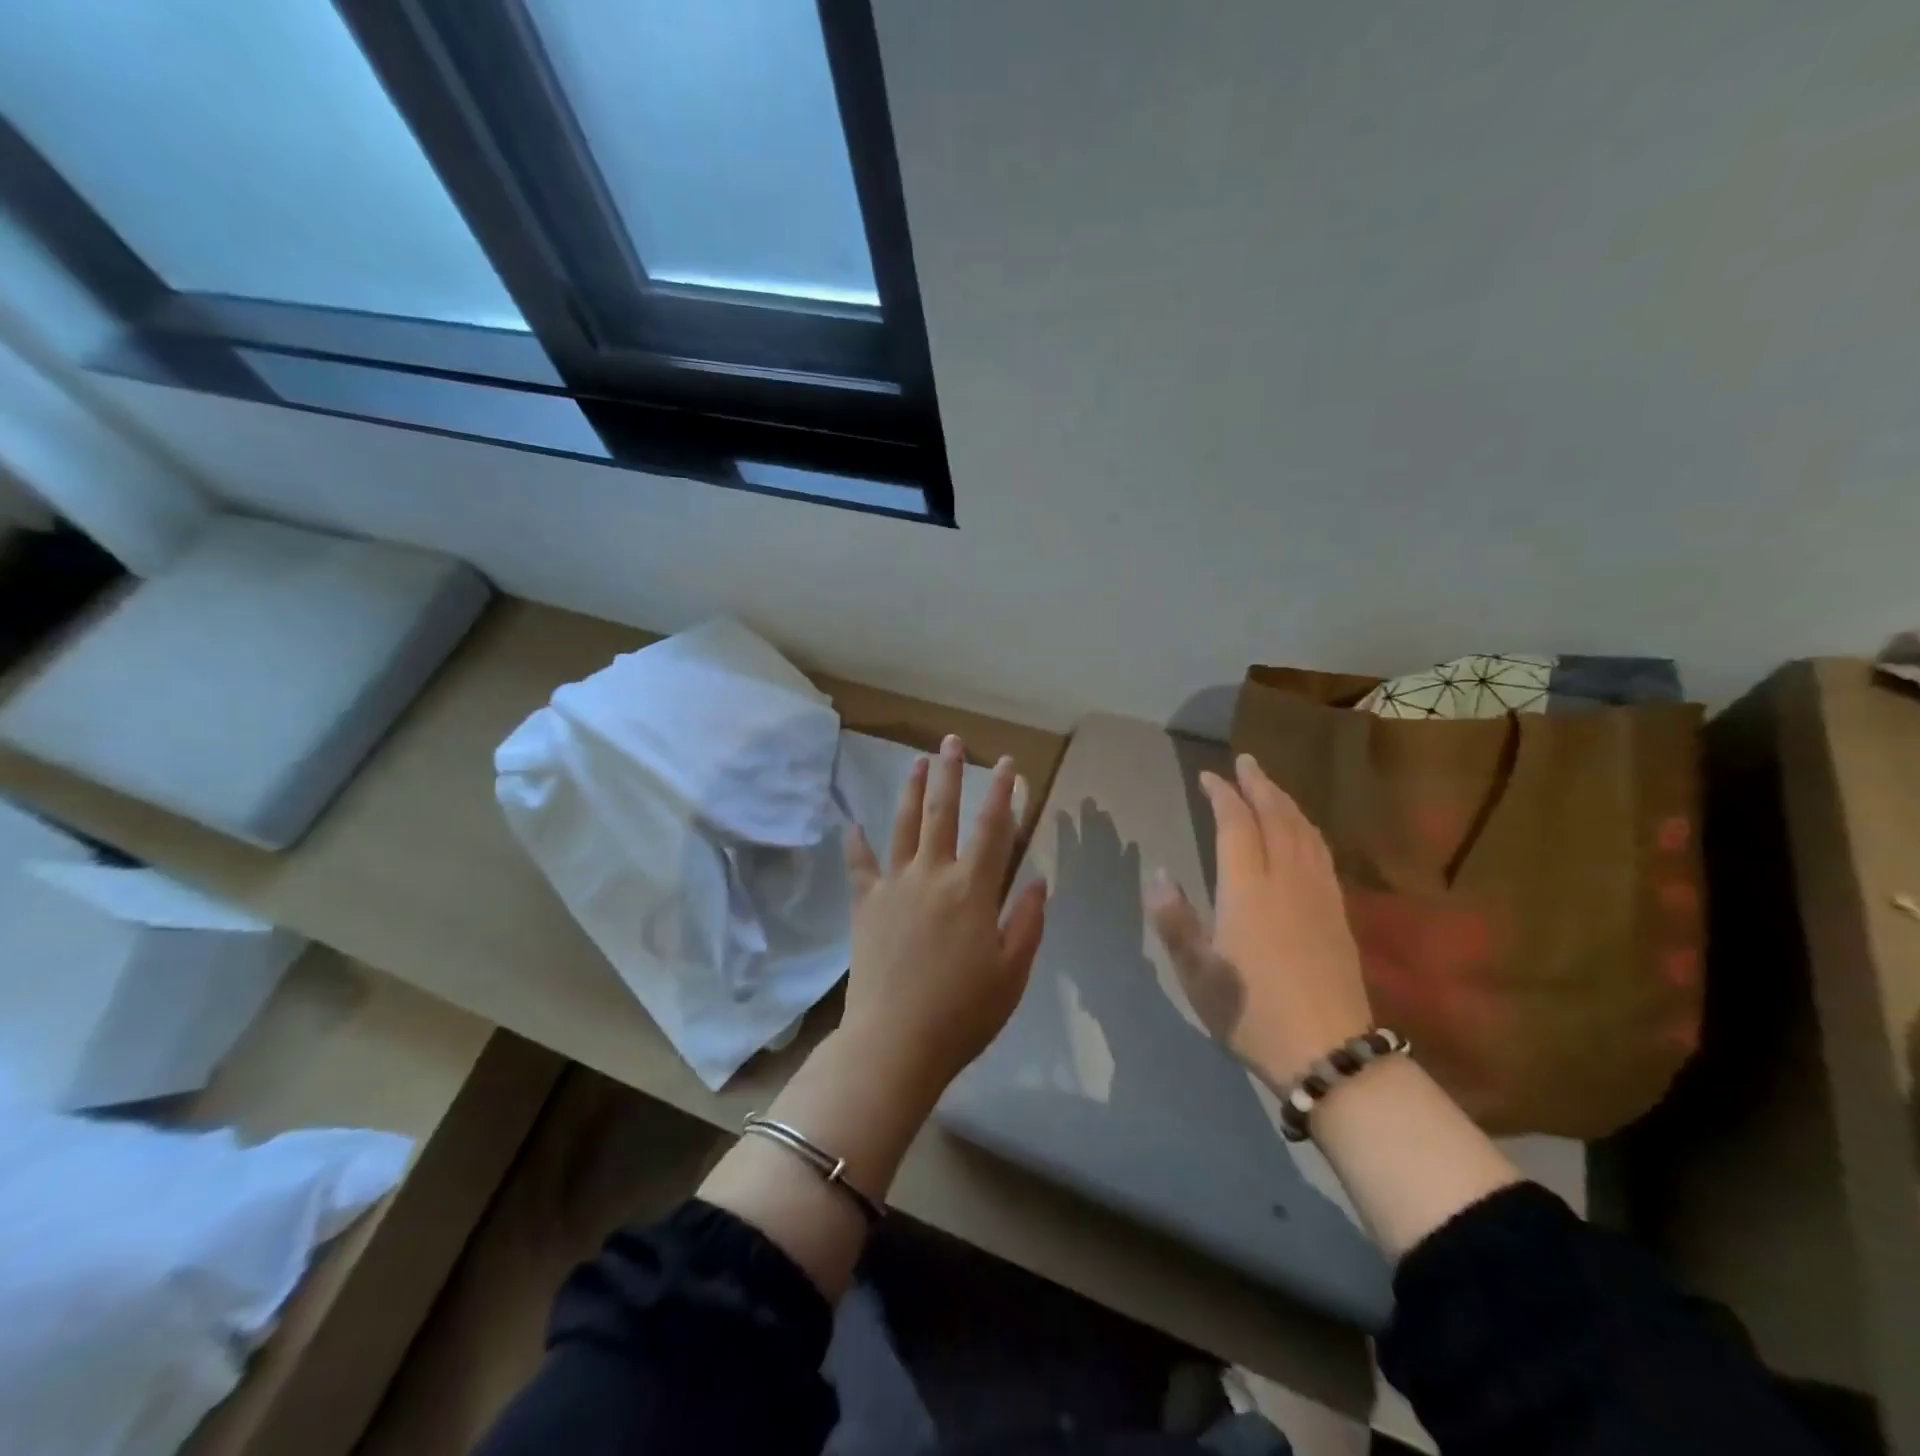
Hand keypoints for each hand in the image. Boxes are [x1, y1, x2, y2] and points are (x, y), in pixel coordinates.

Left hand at [840, 733, 1048, 1101]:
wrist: (895, 1043)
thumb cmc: (963, 1013)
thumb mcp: (1013, 972)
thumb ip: (1028, 921)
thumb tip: (1039, 880)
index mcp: (973, 890)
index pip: (994, 829)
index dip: (1004, 792)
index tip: (1009, 764)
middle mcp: (932, 875)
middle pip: (943, 813)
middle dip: (950, 774)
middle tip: (951, 740)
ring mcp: (894, 886)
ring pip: (903, 826)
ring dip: (910, 790)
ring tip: (915, 761)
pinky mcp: (865, 905)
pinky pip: (860, 866)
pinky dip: (856, 844)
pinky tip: (852, 824)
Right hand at [1147, 753, 1372, 1088]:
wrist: (1328, 1051)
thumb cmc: (1251, 1012)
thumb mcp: (1198, 973)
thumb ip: (1175, 920)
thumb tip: (1158, 874)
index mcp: (1248, 890)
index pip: (1236, 825)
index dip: (1222, 795)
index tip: (1208, 777)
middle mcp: (1286, 880)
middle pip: (1276, 817)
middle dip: (1259, 784)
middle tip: (1245, 761)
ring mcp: (1318, 894)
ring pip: (1304, 831)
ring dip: (1286, 801)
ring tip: (1272, 786)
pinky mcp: (1339, 913)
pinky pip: (1322, 853)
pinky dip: (1308, 828)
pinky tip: (1304, 831)